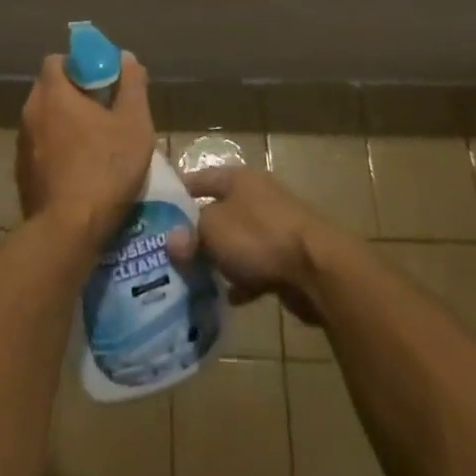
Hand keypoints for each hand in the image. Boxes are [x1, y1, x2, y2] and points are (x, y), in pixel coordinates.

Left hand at [17, 53, 156, 248]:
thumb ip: (132, 85)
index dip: (81, 65)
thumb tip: (127, 58)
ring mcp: (22, 144)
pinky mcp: (21, 174)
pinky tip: (80, 170)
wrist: (68, 230)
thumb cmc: (105, 168)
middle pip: (51, 89)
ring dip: (66, 124)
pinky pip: (41, 149)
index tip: (103, 80)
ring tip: (96, 143)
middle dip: (75, 95)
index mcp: (52, 93)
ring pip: (45, 121)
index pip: (58, 60)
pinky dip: (58, 150)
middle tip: (105, 111)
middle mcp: (30, 112)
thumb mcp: (133, 124)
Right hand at [167, 166, 333, 325]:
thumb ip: (190, 234)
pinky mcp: (288, 257)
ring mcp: (276, 227)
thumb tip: (173, 241)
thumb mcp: (213, 230)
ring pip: (238, 241)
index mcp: (238, 179)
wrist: (318, 269)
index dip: (179, 191)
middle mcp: (257, 196)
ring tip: (195, 277)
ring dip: (220, 258)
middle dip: (198, 231)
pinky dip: (243, 280)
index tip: (157, 208)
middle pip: (219, 210)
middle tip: (172, 250)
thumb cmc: (258, 236)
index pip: (200, 177)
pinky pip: (257, 267)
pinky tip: (228, 297)